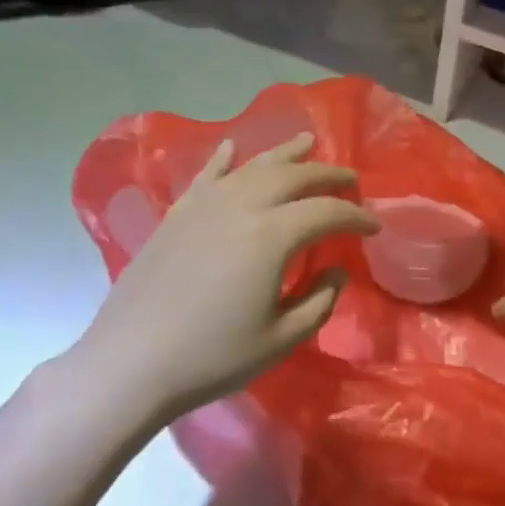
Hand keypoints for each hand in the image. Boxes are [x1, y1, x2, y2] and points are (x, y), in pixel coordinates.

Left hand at [75, 134, 378, 421]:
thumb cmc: (212, 356)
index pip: (327, 212)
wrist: (130, 363)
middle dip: (327, 174)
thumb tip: (335, 270)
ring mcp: (204, 205)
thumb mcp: (281, 338)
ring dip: (285, 153)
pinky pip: (206, 175)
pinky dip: (224, 158)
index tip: (374, 226)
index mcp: (272, 235)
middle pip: (294, 176)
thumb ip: (319, 300)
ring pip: (253, 166)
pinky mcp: (176, 214)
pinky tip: (232, 147)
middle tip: (350, 179)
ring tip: (307, 142)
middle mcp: (242, 206)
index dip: (356, 216)